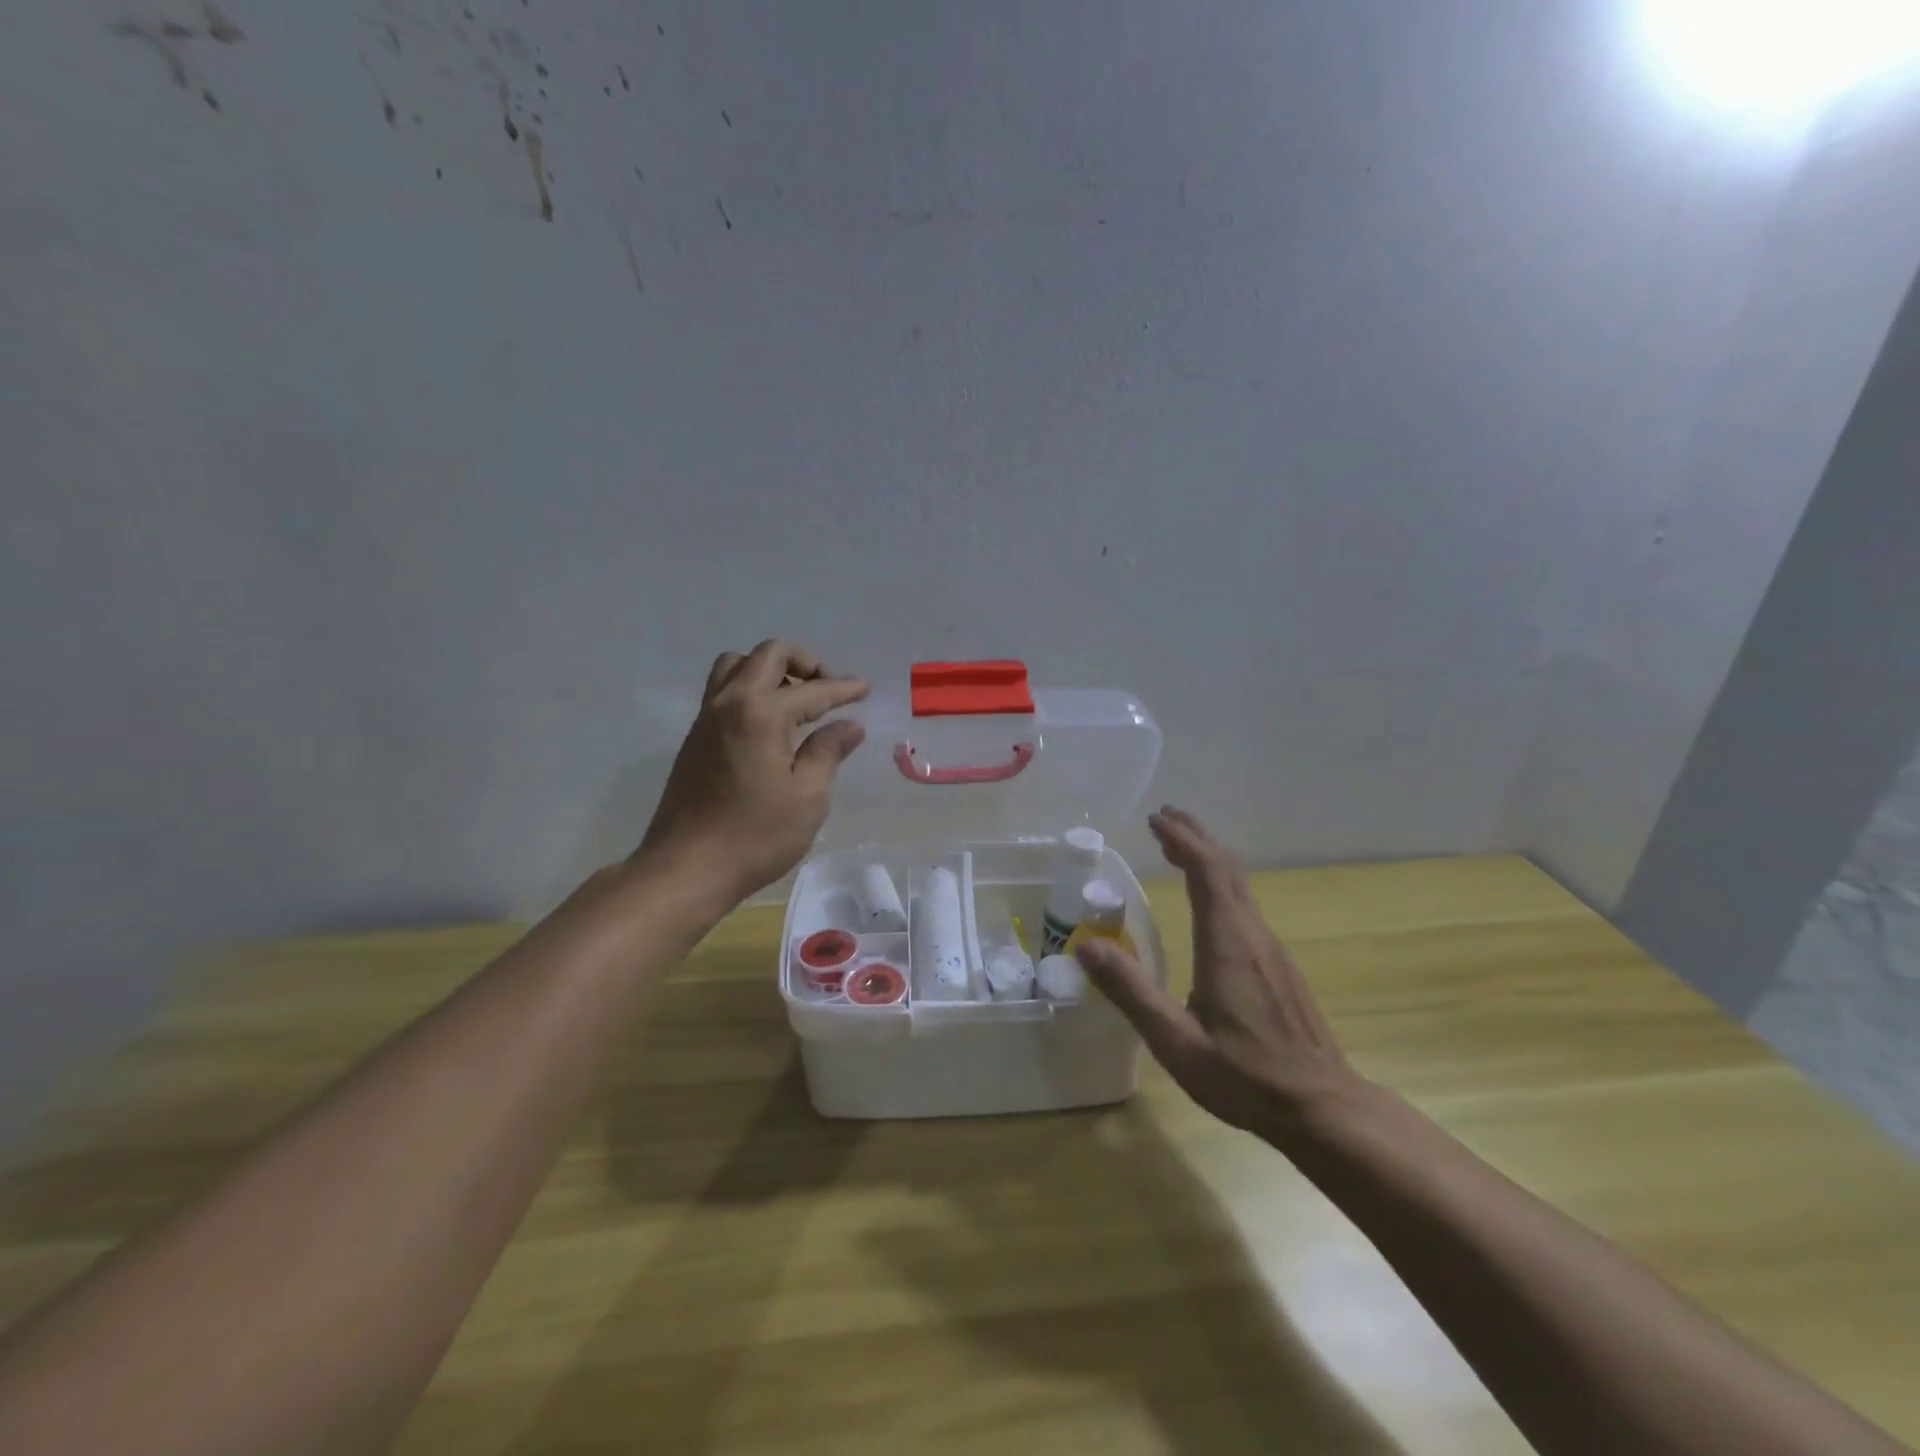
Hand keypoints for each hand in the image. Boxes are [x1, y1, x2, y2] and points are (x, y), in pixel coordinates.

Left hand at [632, 640, 868, 902]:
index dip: (843, 689)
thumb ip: (828, 753)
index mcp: (760, 713)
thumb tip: (849, 726)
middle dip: (805, 662)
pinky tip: (770, 723)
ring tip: (796, 700)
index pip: (811, 689)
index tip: (865, 689)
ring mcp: (706, 718)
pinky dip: (751, 689)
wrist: (686, 869)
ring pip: (737, 665)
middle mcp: (729, 703)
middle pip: (768, 655)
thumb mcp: (807, 798)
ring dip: (770, 670)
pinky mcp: (695, 738)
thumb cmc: (755, 836)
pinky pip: (723, 690)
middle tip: (829, 689)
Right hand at [1074, 807, 1364, 1137]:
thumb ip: (1131, 992)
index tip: (1154, 819)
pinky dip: (1220, 883)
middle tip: (1164, 817)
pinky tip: (1208, 900)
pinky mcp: (1280, 966)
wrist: (1325, 1108)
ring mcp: (1272, 949)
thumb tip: (1087, 946)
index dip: (1181, 839)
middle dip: (1195, 835)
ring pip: (1239, 884)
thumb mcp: (1177, 1043)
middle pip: (1227, 866)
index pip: (1206, 870)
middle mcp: (1253, 934)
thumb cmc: (1247, 1077)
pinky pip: (1246, 905)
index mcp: (1227, 942)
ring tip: (1179, 847)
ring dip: (1209, 856)